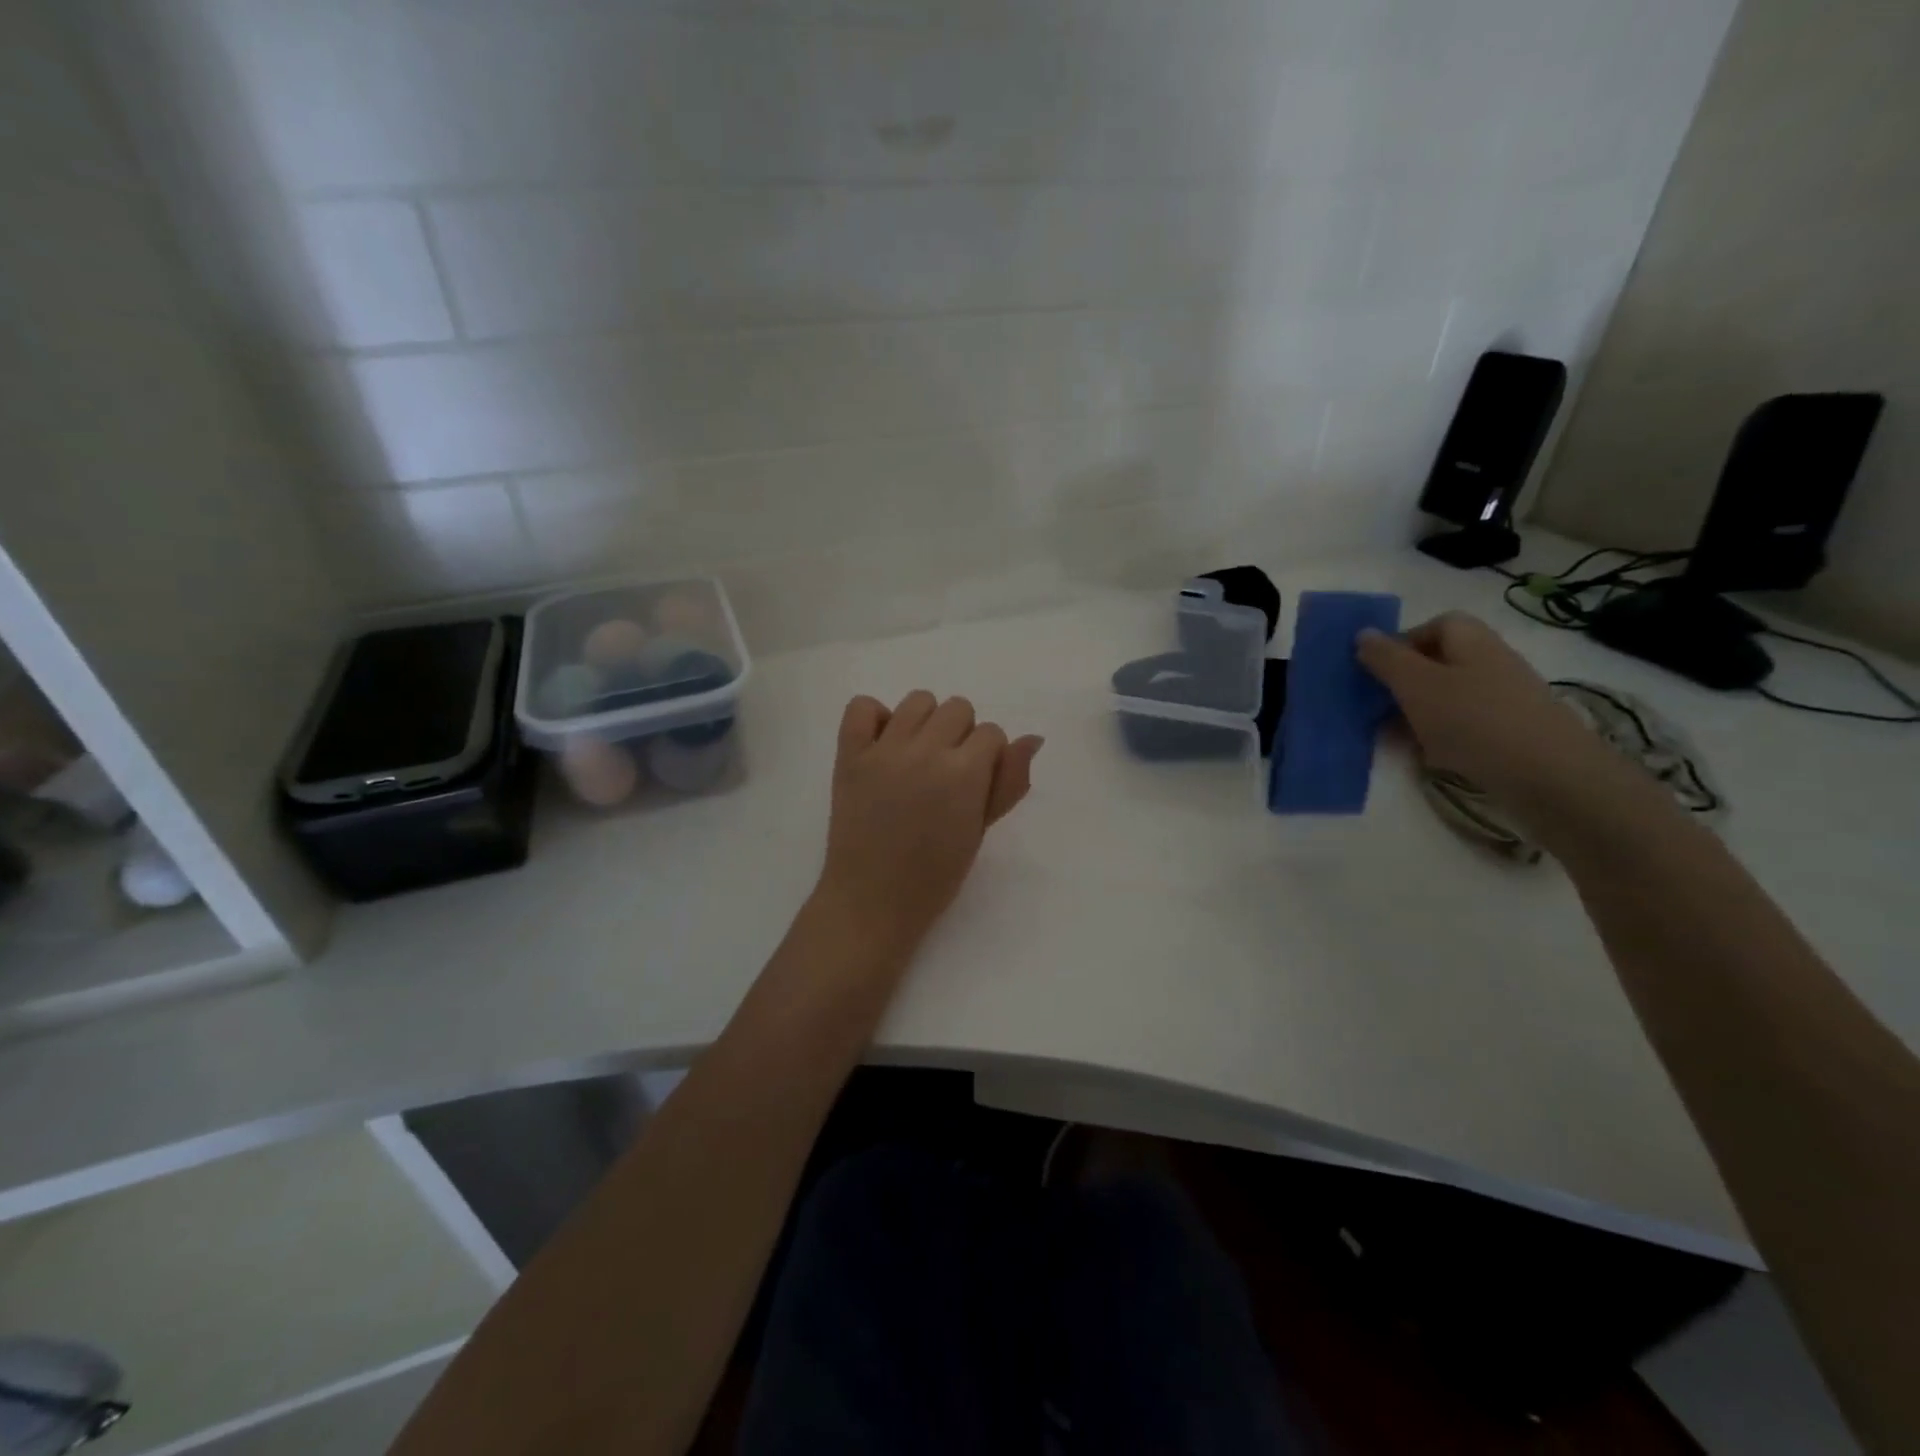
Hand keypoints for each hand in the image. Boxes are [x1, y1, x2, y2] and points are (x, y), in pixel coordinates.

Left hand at [816, 691, 1043, 952]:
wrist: (873, 900)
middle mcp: (925, 750)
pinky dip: (874, 718)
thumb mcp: (981, 830)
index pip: (991, 733)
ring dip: (925, 723)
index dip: (988, 757)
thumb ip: (1008, 782)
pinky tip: (882, 746)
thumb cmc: (935, 875)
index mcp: (964, 772)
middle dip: (961, 736)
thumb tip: (1031, 739)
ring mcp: (884, 749)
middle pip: (958, 708)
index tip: (974, 785)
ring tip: (916, 757)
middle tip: (946, 773)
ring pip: (917, 701)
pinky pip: (862, 706)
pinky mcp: (849, 754)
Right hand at [1357, 613, 1621, 812]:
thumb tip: (1363, 634)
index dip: (1402, 643)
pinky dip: (1439, 736)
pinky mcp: (1508, 733)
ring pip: (1447, 697)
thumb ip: (1386, 658)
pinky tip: (1427, 756)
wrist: (1548, 776)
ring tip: (1394, 737)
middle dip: (1403, 683)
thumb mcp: (1416, 684)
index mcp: (1471, 641)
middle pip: (1438, 663)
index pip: (1434, 625)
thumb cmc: (1473, 719)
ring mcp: (1502, 699)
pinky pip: (1463, 726)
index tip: (1375, 671)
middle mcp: (1490, 663)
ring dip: (1416, 713)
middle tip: (1376, 706)